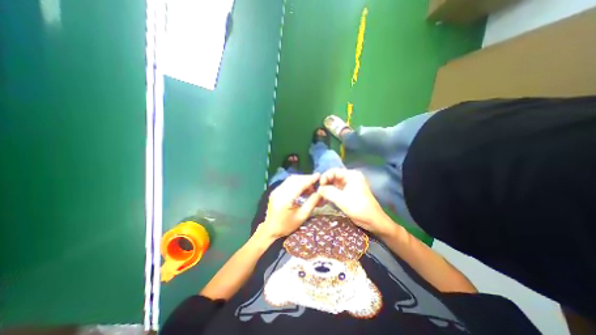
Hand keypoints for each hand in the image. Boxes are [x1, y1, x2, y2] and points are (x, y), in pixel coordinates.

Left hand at [261, 174, 321, 239]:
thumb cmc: (287, 225)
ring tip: (310, 188)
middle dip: (306, 178)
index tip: (319, 175)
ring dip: (301, 181)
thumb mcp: (302, 216)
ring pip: (291, 180)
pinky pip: (287, 183)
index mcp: (285, 199)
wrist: (270, 229)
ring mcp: (276, 190)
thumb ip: (311, 203)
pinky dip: (296, 183)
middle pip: (294, 179)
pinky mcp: (275, 191)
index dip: (310, 179)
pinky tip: (302, 189)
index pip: (300, 184)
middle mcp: (279, 191)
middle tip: (315, 184)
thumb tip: (320, 193)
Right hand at [319, 168, 394, 234]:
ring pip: (335, 184)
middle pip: (334, 177)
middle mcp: (350, 178)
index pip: (334, 171)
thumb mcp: (342, 199)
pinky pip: (337, 190)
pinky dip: (331, 193)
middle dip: (326, 183)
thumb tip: (318, 189)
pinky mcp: (349, 192)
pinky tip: (325, 198)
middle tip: (318, 191)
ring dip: (327, 189)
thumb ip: (328, 192)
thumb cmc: (359, 208)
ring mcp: (350, 185)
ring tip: (320, 195)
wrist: (373, 220)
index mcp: (351, 175)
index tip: (319, 185)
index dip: (325, 176)